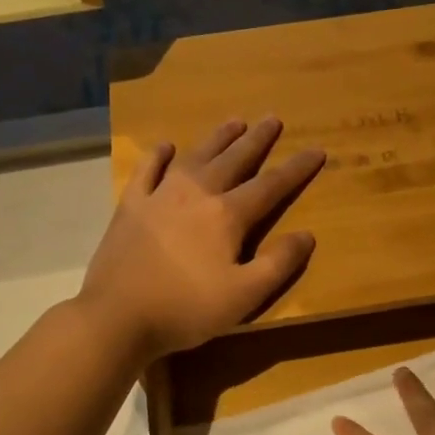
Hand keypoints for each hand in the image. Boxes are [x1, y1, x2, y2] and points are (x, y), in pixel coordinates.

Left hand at [79, 118, 324, 361]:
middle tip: (272, 119)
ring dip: (217, 138)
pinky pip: (147, 170)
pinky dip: (158, 156)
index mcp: (227, 215)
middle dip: (257, 140)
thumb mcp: (244, 296)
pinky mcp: (130, 206)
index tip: (316, 150)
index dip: (296, 169)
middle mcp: (196, 194)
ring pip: (195, 156)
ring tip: (234, 122)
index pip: (271, 185)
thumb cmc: (186, 309)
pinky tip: (166, 146)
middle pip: (234, 160)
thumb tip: (306, 235)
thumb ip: (278, 264)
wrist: (117, 316)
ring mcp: (159, 196)